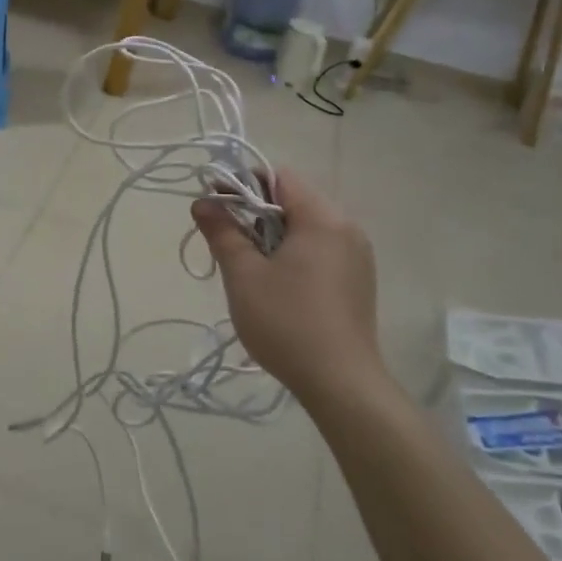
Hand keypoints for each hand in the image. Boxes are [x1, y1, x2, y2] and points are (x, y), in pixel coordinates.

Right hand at [191, 171, 383, 398]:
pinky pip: (321, 250)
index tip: (216, 205)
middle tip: (227, 240)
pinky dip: (295, 254)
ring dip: (274, 235)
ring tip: (249, 265)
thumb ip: (222, 232)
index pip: (280, 177)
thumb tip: (202, 202)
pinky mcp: (358, 280)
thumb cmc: (286, 322)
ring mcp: (357, 256)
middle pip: (294, 201)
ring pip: (307, 227)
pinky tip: (278, 285)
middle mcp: (347, 228)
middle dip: (256, 212)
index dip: (243, 184)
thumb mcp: (244, 275)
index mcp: (322, 218)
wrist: (341, 383)